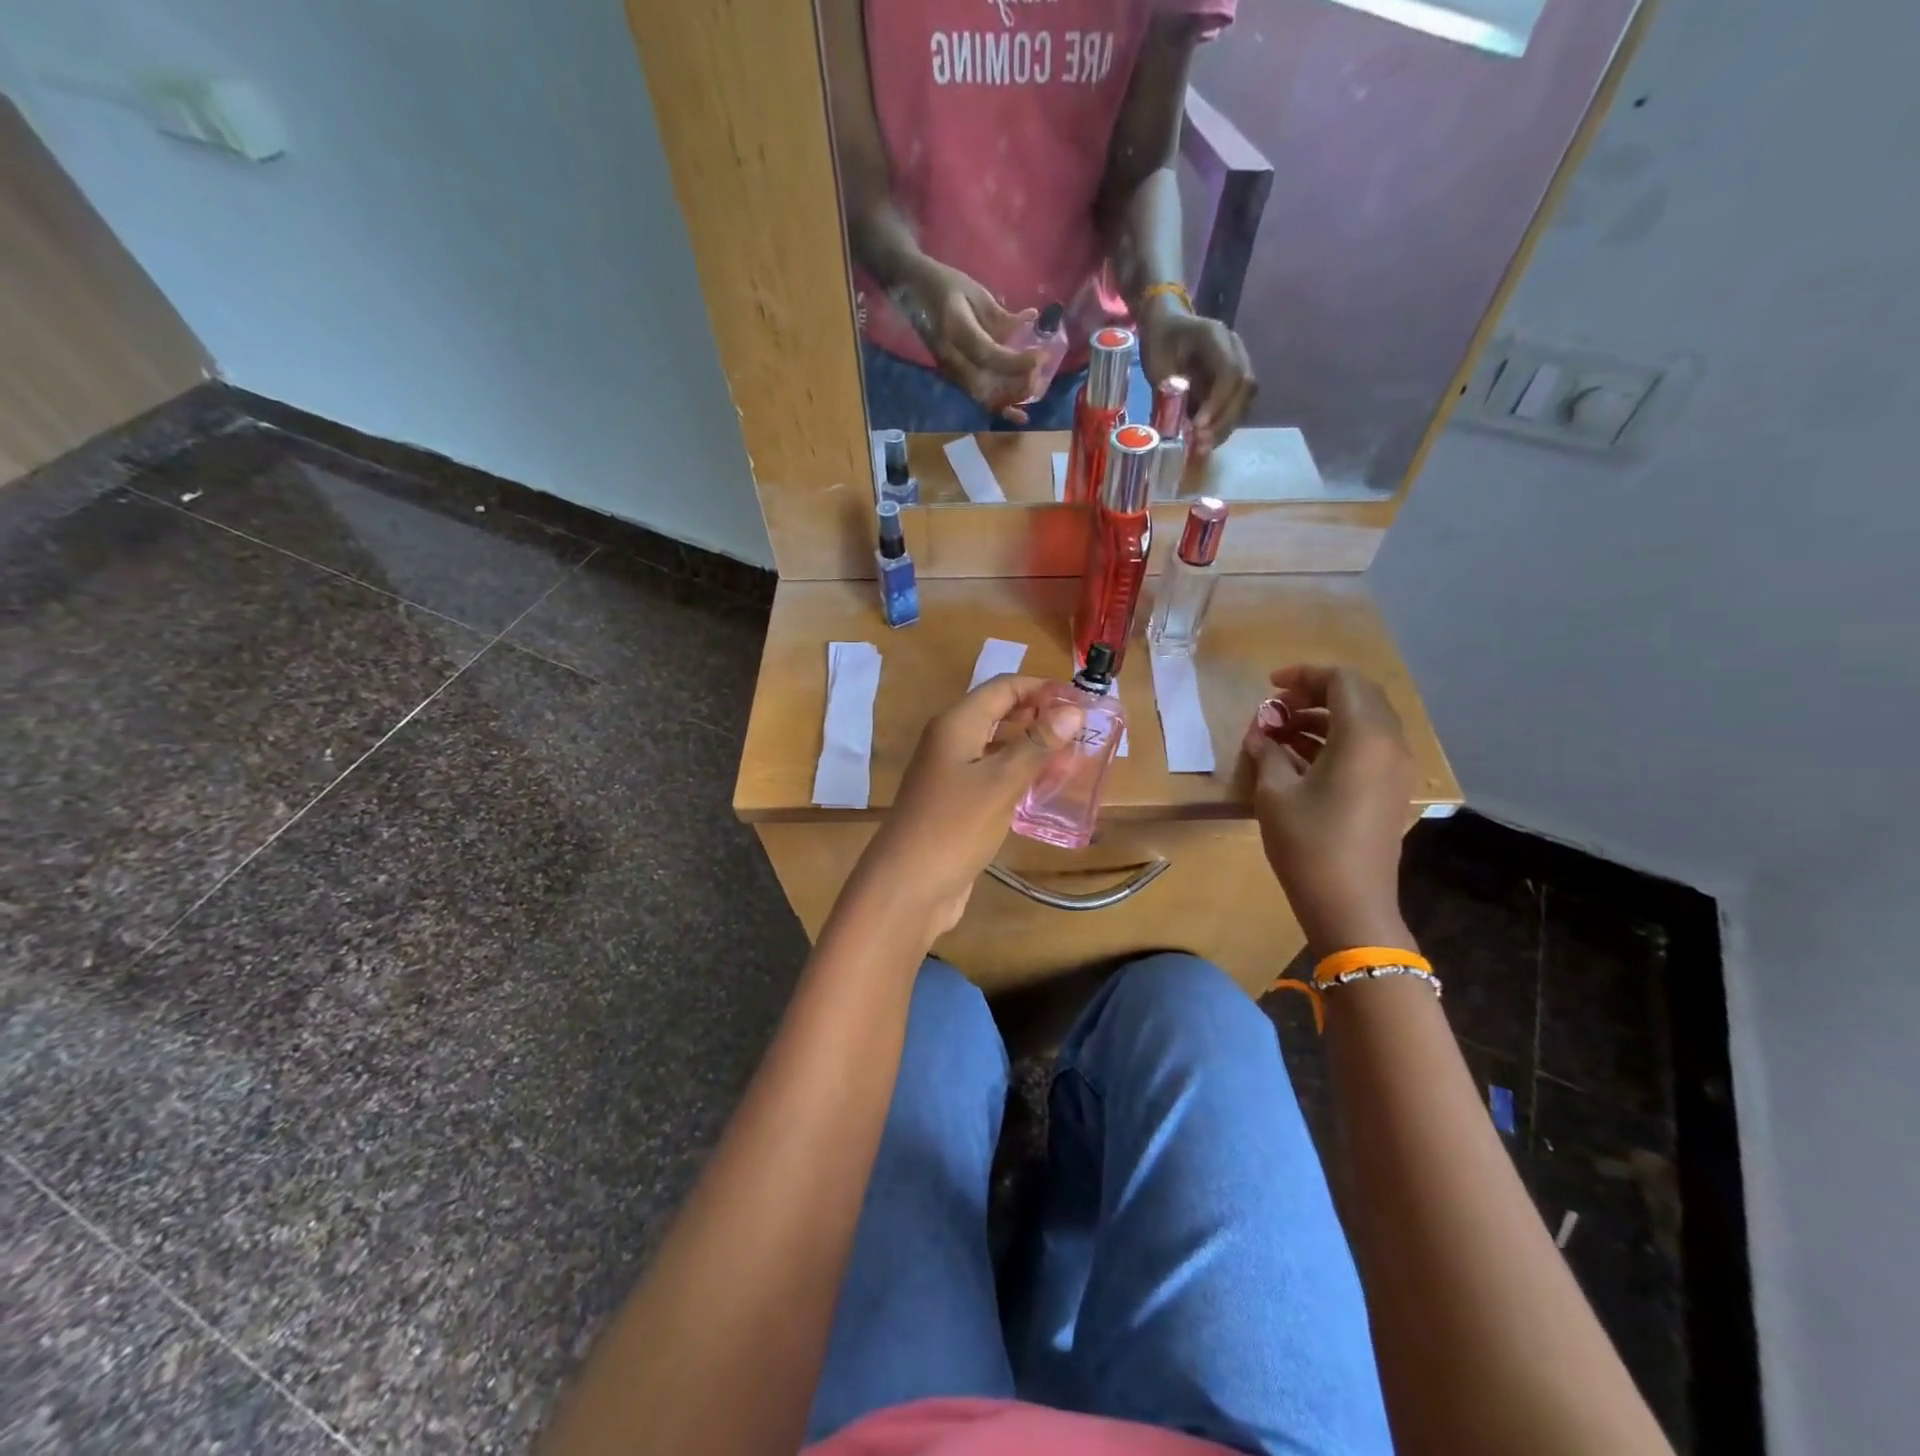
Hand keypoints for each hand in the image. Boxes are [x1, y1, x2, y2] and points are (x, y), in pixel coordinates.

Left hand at [848, 675, 1082, 942]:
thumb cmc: (954, 826)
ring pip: (997, 747)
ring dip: (1032, 748)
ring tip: (1073, 759)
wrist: (909, 885)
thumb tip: (1072, 710)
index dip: (1042, 688)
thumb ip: (1037, 745)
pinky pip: (992, 777)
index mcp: (957, 724)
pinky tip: (1044, 790)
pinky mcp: (956, 803)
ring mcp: (951, 773)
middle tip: (1083, 732)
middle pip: (1000, 714)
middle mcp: (951, 741)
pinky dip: (1018, 776)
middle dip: (1040, 717)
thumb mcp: (1001, 782)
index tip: (1082, 701)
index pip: (1004, 687)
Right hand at [896, 259, 1045, 421]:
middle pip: (986, 384)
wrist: (913, 289)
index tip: (1041, 356)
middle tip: (1041, 378)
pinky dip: (998, 406)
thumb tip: (1030, 325)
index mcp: (955, 329)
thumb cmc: (946, 284)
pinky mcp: (951, 376)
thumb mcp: (977, 292)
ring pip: (981, 396)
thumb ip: (1001, 316)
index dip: (1017, 361)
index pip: (988, 354)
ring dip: (1009, 400)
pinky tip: (1016, 414)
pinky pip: (976, 397)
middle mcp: (949, 356)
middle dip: (1016, 385)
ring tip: (1033, 394)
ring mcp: (948, 370)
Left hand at [1138, 296, 1255, 455]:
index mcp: (1215, 336)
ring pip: (1244, 400)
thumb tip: (1172, 425)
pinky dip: (1221, 426)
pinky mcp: (1234, 382)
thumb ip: (1167, 390)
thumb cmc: (1159, 342)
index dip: (1217, 402)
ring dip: (1225, 427)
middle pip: (1244, 388)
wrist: (1167, 326)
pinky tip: (1204, 442)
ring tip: (1201, 449)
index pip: (1230, 371)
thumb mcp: (1156, 362)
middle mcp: (1235, 348)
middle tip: (1200, 444)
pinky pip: (1236, 406)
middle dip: (1223, 420)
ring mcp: (1239, 364)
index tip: (1198, 426)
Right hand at [1243, 665, 1416, 956]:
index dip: (1304, 675)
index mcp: (1364, 737)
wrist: (1350, 904)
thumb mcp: (1274, 792)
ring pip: (1364, 721)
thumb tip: (1261, 732)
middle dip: (1315, 694)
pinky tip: (1301, 758)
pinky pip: (1368, 746)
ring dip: (1324, 717)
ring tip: (1282, 734)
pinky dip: (1337, 739)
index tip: (1269, 687)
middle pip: (1358, 695)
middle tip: (1276, 709)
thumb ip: (1267, 750)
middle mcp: (1390, 744)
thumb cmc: (1308, 844)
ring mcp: (1396, 768)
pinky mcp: (1392, 789)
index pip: (1341, 680)